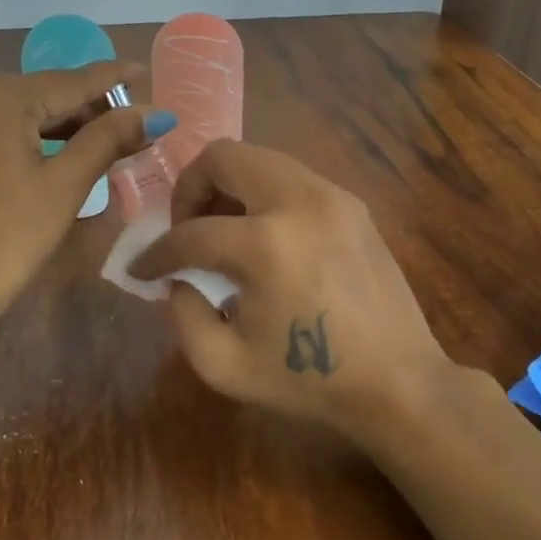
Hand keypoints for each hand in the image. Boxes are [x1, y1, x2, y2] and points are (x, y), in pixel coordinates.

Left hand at [0, 60, 169, 373]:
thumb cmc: (6, 238)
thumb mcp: (64, 186)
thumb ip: (108, 139)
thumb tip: (155, 113)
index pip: (70, 80)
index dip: (113, 78)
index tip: (143, 70)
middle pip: (42, 92)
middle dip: (88, 107)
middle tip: (133, 120)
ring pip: (17, 110)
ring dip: (59, 124)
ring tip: (105, 137)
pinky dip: (27, 135)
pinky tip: (58, 148)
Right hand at [128, 140, 455, 438]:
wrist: (398, 383)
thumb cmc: (309, 381)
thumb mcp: (223, 365)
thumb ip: (182, 313)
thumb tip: (178, 276)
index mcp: (266, 245)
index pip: (190, 233)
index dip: (155, 253)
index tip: (142, 269)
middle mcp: (300, 201)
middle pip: (224, 156)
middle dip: (190, 188)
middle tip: (186, 229)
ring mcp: (333, 196)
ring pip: (260, 159)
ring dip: (228, 187)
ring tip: (223, 232)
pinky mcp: (352, 204)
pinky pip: (291, 178)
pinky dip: (263, 195)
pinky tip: (264, 240)